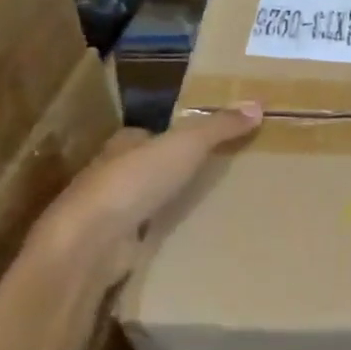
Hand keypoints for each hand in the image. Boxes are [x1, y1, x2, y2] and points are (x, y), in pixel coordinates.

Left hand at [27, 103, 261, 277]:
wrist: (92, 240)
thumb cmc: (135, 181)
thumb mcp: (185, 145)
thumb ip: (218, 127)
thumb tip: (258, 105)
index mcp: (123, 145)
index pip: (147, 135)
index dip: (171, 137)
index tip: (202, 143)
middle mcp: (112, 175)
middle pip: (147, 168)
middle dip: (172, 172)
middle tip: (213, 177)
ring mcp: (112, 213)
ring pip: (146, 202)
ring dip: (168, 205)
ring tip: (208, 209)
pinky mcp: (115, 245)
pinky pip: (146, 235)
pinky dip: (163, 235)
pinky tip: (187, 240)